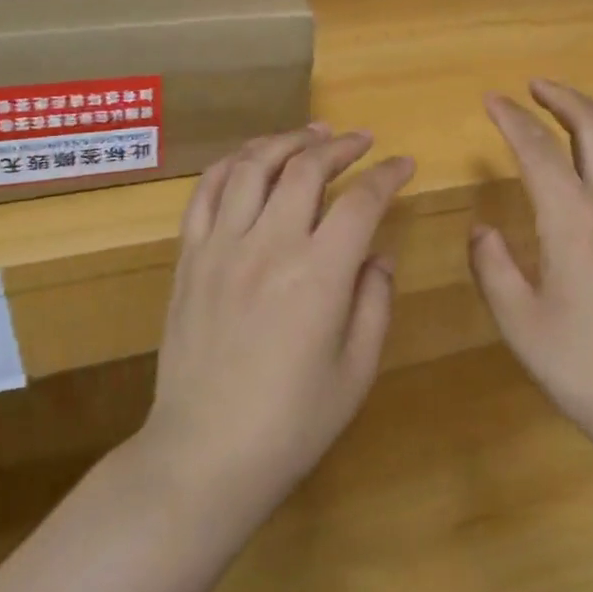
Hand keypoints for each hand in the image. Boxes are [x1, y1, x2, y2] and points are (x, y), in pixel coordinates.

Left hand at [144, 125, 413, 514]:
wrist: (202, 457)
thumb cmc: (291, 423)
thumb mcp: (356, 371)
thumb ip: (374, 303)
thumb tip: (378, 254)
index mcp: (319, 276)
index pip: (360, 201)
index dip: (387, 175)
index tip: (404, 164)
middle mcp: (269, 246)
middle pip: (305, 168)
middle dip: (339, 145)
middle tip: (360, 140)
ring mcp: (221, 248)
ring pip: (252, 166)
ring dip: (286, 140)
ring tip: (310, 134)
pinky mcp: (188, 259)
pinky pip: (206, 193)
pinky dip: (232, 164)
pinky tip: (250, 159)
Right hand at [470, 81, 592, 449]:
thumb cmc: (587, 368)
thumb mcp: (521, 324)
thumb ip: (493, 268)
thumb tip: (482, 229)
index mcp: (573, 220)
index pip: (537, 149)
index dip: (511, 118)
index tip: (492, 101)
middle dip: (562, 97)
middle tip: (536, 87)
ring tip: (579, 107)